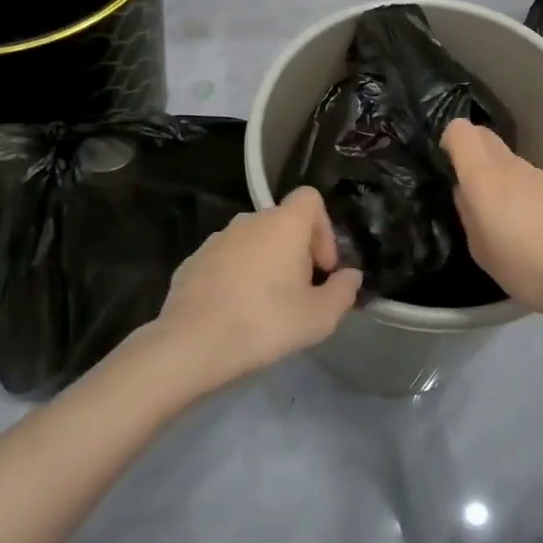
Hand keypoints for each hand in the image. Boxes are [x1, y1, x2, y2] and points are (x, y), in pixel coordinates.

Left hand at [152, 187, 363, 388]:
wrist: (192, 343)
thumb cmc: (266, 322)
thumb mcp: (320, 317)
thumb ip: (343, 292)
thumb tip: (350, 276)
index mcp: (283, 223)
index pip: (310, 198)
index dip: (324, 229)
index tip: (322, 268)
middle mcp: (249, 220)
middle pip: (283, 222)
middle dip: (296, 252)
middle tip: (300, 292)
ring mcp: (217, 239)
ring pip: (253, 242)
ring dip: (265, 264)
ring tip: (266, 306)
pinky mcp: (192, 261)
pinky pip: (226, 260)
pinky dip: (236, 277)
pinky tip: (235, 312)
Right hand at [444, 120, 542, 322]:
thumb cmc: (524, 264)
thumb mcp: (480, 248)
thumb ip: (467, 213)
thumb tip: (465, 192)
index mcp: (483, 174)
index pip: (460, 130)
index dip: (448, 141)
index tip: (445, 166)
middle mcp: (510, 164)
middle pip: (484, 136)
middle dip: (470, 151)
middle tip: (465, 186)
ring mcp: (538, 174)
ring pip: (506, 159)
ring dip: (496, 173)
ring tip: (497, 213)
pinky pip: (527, 178)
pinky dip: (518, 189)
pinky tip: (525, 223)